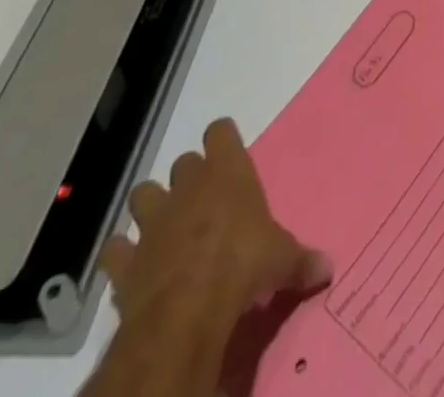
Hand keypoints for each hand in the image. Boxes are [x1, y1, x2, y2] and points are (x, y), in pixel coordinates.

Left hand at [100, 118, 330, 327]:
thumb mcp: (282, 259)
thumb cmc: (244, 264)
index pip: (220, 131)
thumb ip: (301, 259)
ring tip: (163, 225)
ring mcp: (152, 221)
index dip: (222, 140)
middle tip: (202, 199)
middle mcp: (188, 186)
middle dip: (189, 177)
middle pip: (183, 162)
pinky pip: (115, 248)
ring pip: (142, 194)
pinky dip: (121, 254)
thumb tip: (328, 266)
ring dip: (150, 206)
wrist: (187, 311)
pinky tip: (133, 264)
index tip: (228, 152)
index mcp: (228, 172)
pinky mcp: (125, 261)